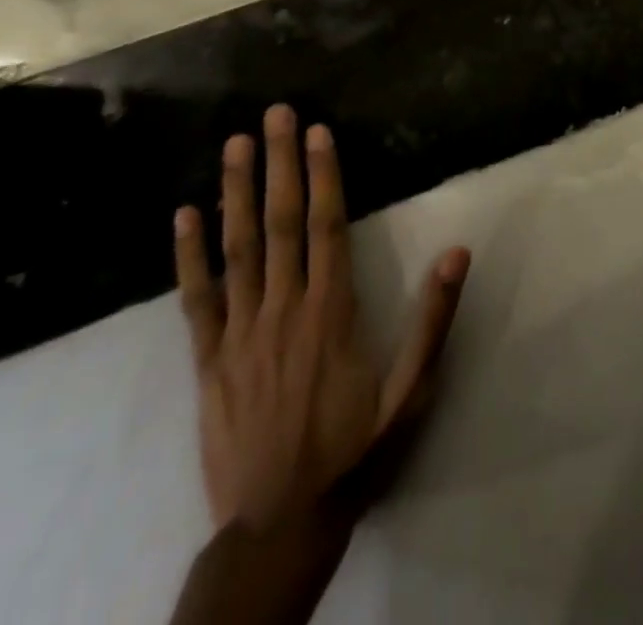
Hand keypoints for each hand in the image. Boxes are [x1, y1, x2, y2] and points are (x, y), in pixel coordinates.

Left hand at [174, 104, 469, 532]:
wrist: (278, 526)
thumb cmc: (355, 450)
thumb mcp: (412, 391)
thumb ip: (434, 320)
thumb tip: (458, 252)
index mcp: (331, 312)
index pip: (327, 227)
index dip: (322, 176)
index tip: (317, 132)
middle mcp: (283, 310)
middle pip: (279, 224)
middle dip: (278, 164)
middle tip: (274, 114)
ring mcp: (239, 334)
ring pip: (237, 250)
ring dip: (235, 193)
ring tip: (234, 144)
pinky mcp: (208, 361)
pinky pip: (196, 300)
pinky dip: (189, 256)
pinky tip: (184, 216)